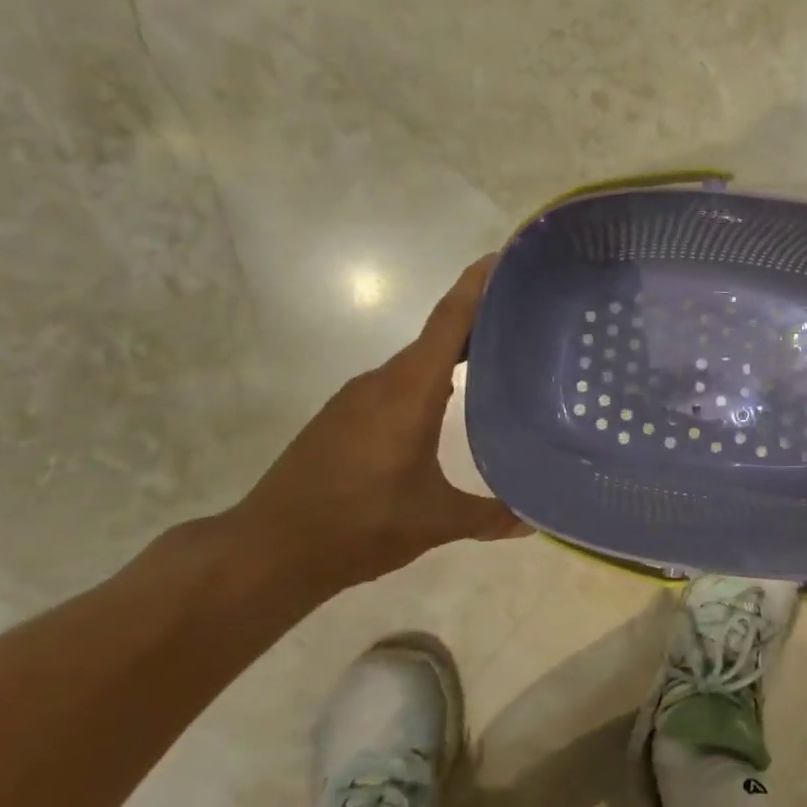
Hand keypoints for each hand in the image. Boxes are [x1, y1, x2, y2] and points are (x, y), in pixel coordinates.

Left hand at [224, 256, 528, 598]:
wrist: (269, 549)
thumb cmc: (358, 524)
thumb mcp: (434, 522)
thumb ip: (490, 516)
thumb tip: (538, 520)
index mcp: (410, 390)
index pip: (450, 322)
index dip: (477, 286)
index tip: (505, 257)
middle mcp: (383, 381)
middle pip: (438, 335)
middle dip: (480, 320)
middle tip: (527, 317)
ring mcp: (358, 397)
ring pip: (417, 361)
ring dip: (454, 353)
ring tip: (499, 358)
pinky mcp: (344, 416)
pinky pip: (398, 383)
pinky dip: (430, 379)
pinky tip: (450, 404)